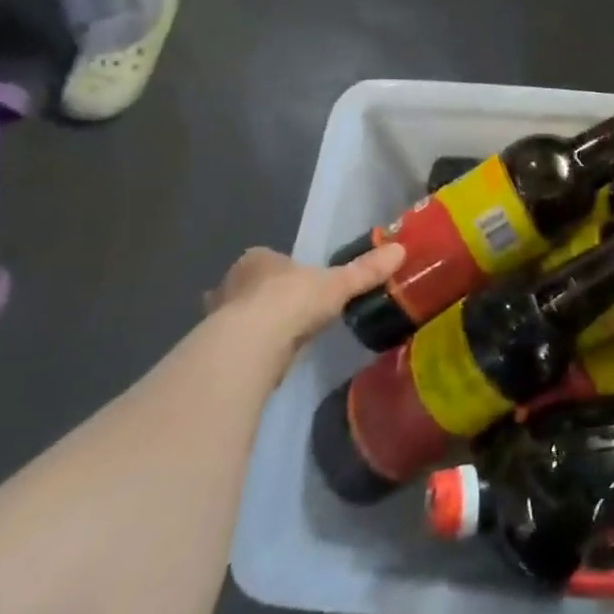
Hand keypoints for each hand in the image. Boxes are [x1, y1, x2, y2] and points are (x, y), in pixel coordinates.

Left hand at [203, 242, 405, 352]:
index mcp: (258, 260)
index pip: (269, 259)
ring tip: (277, 341)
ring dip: (251, 326)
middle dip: (263, 297)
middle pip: (249, 287)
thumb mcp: (337, 285)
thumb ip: (365, 271)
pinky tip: (262, 363)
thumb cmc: (291, 302)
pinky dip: (246, 352)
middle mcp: (231, 283)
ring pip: (235, 317)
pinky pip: (233, 346)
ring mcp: (216, 318)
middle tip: (287, 312)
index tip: (300, 285)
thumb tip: (400, 250)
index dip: (284, 270)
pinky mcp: (213, 351)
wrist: (249, 347)